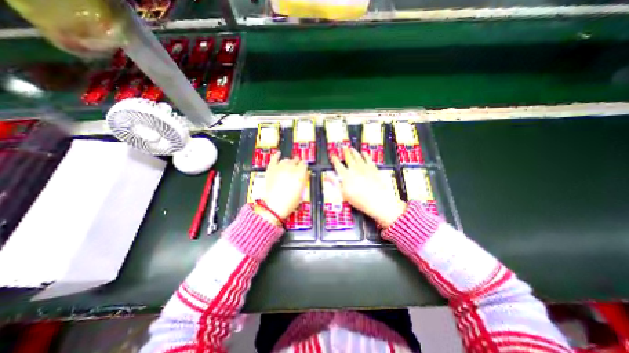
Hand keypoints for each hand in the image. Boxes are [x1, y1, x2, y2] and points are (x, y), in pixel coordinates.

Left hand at [255, 151, 308, 223]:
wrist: (273, 207)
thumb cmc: (290, 202)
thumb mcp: (301, 192)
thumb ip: (304, 180)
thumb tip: (306, 173)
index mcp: (300, 174)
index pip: (304, 164)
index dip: (304, 166)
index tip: (304, 168)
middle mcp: (290, 168)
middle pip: (295, 160)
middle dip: (297, 163)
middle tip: (297, 168)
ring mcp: (280, 168)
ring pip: (286, 160)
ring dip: (289, 162)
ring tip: (289, 165)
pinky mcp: (271, 169)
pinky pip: (274, 159)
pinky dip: (276, 156)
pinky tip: (278, 154)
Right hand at [331, 147, 404, 227]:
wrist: (377, 200)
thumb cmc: (358, 199)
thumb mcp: (343, 193)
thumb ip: (335, 183)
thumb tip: (326, 177)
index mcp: (346, 176)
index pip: (338, 165)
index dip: (335, 160)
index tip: (333, 155)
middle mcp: (354, 169)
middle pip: (349, 159)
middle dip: (345, 152)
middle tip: (344, 147)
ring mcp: (364, 168)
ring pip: (358, 157)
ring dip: (354, 152)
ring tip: (352, 148)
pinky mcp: (373, 169)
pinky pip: (369, 160)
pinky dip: (366, 155)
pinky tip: (364, 153)